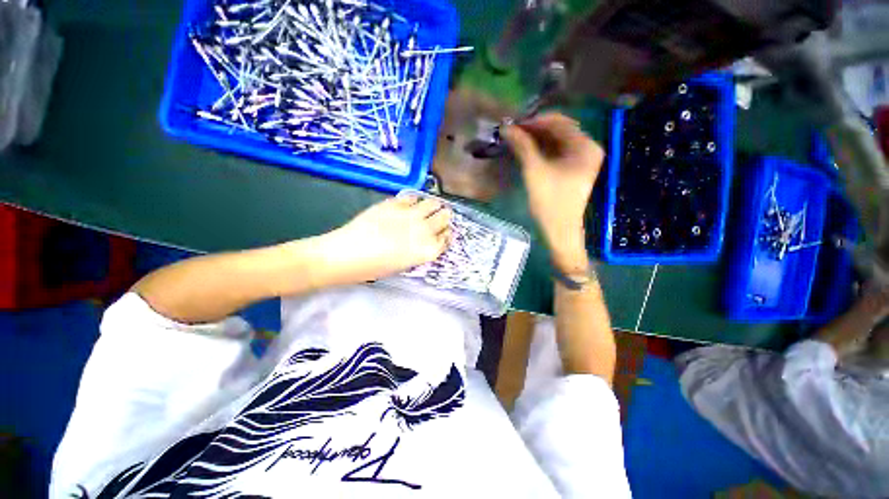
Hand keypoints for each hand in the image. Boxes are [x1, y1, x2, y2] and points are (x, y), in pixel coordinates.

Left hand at [321, 196, 451, 282]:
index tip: (444, 232)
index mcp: (427, 250)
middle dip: (444, 217)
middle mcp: (425, 230)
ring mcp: (411, 214)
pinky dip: (414, 200)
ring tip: (429, 206)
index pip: (446, 238)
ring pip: (432, 203)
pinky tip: (410, 204)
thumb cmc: (375, 268)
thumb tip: (424, 239)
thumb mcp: (404, 264)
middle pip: (444, 218)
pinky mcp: (396, 203)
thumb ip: (419, 250)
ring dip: (433, 205)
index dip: (446, 234)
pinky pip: (412, 197)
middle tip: (440, 216)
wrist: (348, 254)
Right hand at [502, 113, 603, 270]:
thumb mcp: (535, 171)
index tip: (514, 124)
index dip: (535, 121)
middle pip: (559, 130)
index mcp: (585, 146)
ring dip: (537, 140)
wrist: (560, 229)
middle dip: (535, 130)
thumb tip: (507, 128)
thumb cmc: (550, 201)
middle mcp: (588, 148)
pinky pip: (557, 152)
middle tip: (513, 132)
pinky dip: (542, 150)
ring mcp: (582, 160)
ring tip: (516, 140)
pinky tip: (527, 151)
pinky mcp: (574, 170)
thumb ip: (523, 146)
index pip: (559, 122)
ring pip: (557, 142)